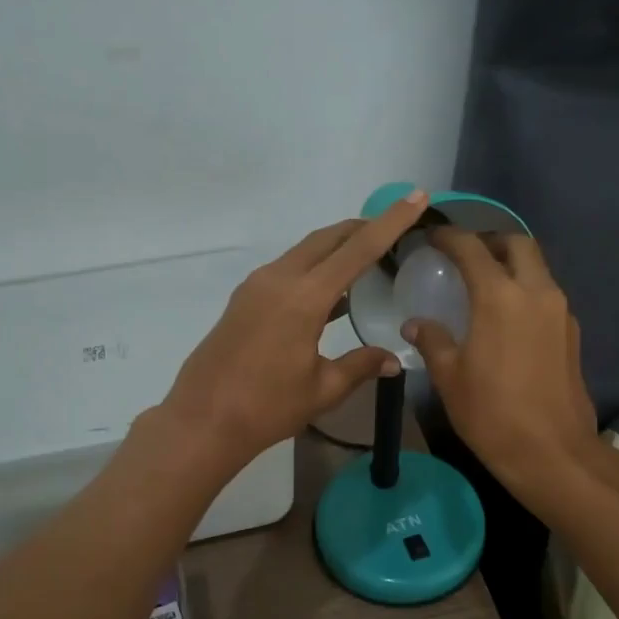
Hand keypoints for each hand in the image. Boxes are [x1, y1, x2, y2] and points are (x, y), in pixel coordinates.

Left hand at [160, 191, 429, 469]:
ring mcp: (257, 286)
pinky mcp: (244, 299)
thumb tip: (393, 360)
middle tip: (395, 229)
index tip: (416, 197)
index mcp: (304, 298)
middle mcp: (279, 280)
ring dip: (336, 247)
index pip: (358, 249)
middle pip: (328, 239)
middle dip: (363, 228)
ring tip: (367, 257)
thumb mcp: (323, 390)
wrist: (202, 421)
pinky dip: (314, 268)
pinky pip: (288, 269)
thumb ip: (360, 366)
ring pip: (305, 251)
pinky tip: (330, 291)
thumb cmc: (267, 408)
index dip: (391, 222)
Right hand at [404, 229, 601, 502]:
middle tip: (465, 256)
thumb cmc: (492, 414)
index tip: (432, 236)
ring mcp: (560, 311)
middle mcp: (536, 292)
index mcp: (500, 297)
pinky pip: (547, 294)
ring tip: (484, 284)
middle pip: (517, 244)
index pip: (472, 248)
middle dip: (490, 241)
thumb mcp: (450, 378)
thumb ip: (433, 341)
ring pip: (538, 268)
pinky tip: (507, 316)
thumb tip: (416, 324)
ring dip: (512, 265)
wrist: (553, 453)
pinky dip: (526, 290)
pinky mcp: (572, 333)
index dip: (449, 236)